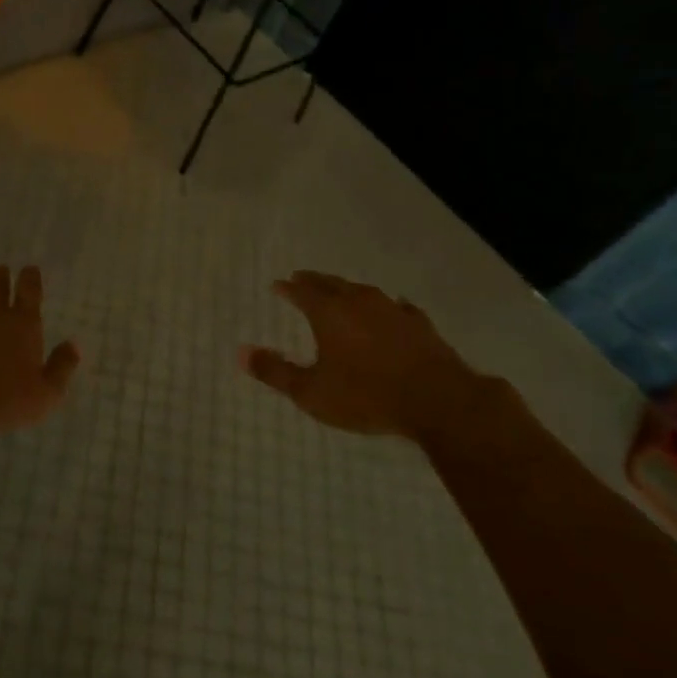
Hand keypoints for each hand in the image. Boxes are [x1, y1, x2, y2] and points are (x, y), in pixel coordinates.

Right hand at [240, 271, 493, 441]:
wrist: (436, 400)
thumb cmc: (366, 396)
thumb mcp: (311, 393)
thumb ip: (275, 372)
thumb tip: (240, 352)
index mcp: (329, 313)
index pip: (303, 292)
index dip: (288, 288)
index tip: (278, 284)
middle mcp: (359, 302)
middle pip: (332, 283)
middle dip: (314, 281)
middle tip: (302, 277)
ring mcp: (393, 310)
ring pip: (364, 291)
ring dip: (348, 289)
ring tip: (341, 291)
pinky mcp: (420, 324)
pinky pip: (398, 307)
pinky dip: (387, 306)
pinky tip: (393, 307)